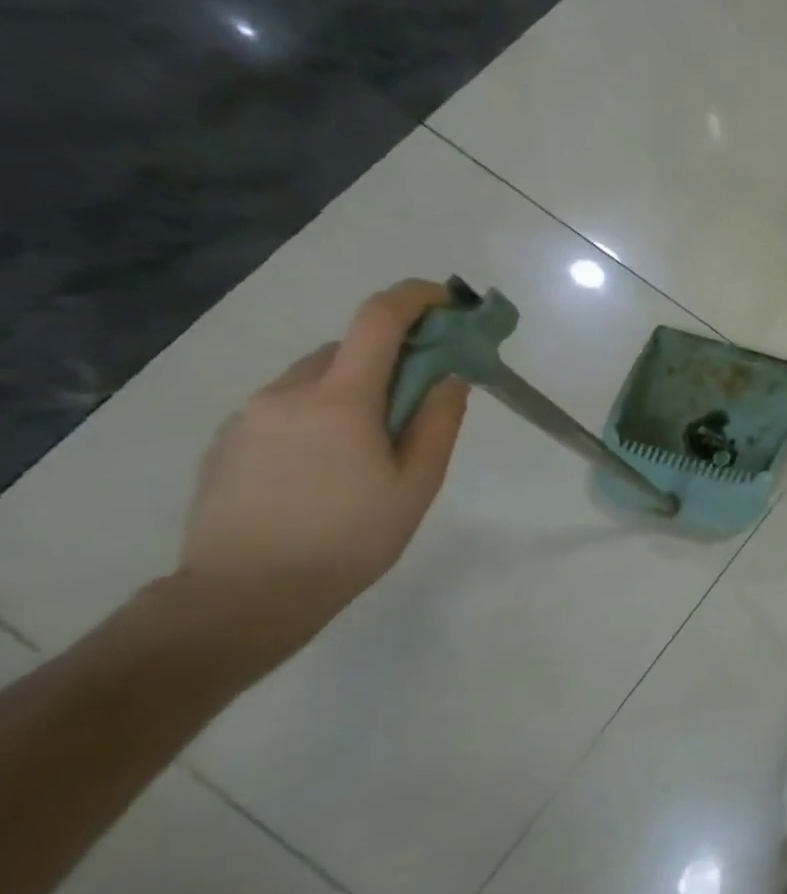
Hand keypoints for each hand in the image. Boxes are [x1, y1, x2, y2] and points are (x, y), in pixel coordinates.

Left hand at [170, 280, 468, 675]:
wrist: (244, 595)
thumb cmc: (350, 538)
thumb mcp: (417, 482)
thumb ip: (438, 421)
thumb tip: (450, 376)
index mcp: (340, 399)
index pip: (379, 319)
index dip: (416, 298)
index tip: (448, 302)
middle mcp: (288, 392)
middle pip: (349, 348)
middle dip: (391, 358)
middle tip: (421, 399)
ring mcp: (250, 415)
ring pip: (316, 377)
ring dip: (354, 388)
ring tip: (372, 445)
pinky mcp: (228, 440)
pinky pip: (287, 405)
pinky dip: (320, 412)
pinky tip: (328, 465)